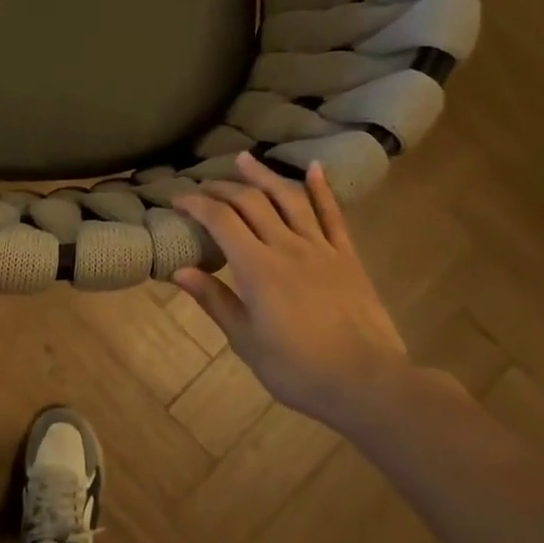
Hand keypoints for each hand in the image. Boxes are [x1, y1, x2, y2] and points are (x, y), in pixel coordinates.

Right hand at [172, 151, 432, 428]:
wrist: (367, 382)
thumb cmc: (298, 368)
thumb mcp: (245, 340)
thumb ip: (214, 300)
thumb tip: (179, 270)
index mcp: (256, 267)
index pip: (220, 219)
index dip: (196, 203)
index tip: (177, 199)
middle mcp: (286, 246)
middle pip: (251, 201)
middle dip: (222, 187)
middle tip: (203, 185)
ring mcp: (321, 248)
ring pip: (289, 198)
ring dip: (264, 175)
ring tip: (246, 160)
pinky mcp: (347, 257)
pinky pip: (333, 215)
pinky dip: (322, 189)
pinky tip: (315, 168)